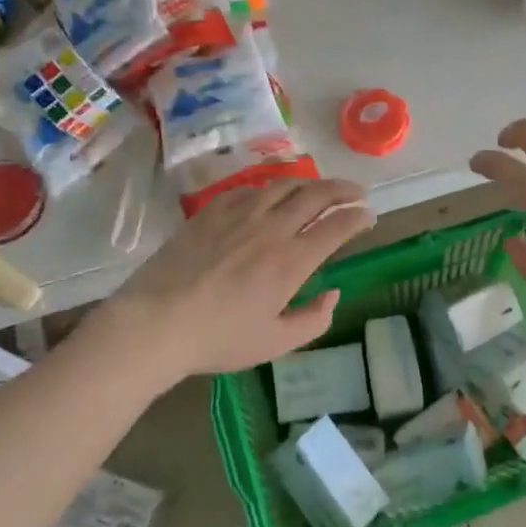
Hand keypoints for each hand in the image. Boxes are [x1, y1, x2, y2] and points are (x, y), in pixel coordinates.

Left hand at [97, 178, 375, 381]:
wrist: (156, 322)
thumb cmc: (218, 338)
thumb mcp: (275, 343)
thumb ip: (313, 320)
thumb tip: (333, 294)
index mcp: (292, 261)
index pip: (337, 226)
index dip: (358, 217)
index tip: (369, 216)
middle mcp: (271, 228)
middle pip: (316, 195)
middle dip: (343, 190)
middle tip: (357, 192)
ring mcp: (240, 214)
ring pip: (284, 185)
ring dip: (310, 183)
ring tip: (321, 188)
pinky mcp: (212, 211)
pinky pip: (250, 189)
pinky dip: (272, 188)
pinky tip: (272, 196)